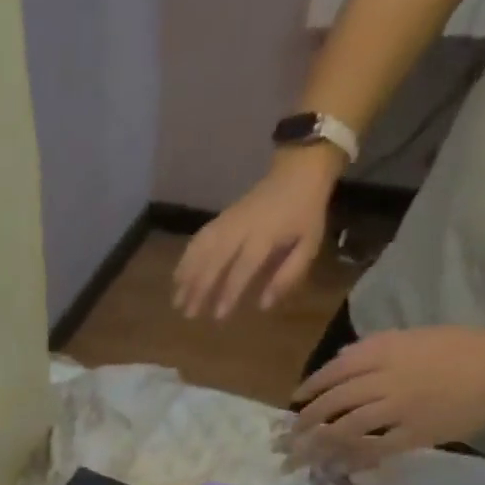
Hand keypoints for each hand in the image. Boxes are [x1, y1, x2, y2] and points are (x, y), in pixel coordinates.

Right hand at [174, 151, 339, 319]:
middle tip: (188, 313)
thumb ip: (288, 274)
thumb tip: (264, 304)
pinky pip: (200, 237)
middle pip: (215, 259)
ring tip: (176, 298)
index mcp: (266, 234)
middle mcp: (242, 227)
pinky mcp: (221, 217)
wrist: (299, 168)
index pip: (243, 267)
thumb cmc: (306, 211)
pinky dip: (186, 256)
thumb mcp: (309, 243)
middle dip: (200, 287)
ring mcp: (228, 220)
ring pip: (202, 248)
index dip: (230, 292)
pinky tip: (178, 275)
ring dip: (187, 274)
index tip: (218, 316)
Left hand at [285, 325, 484, 474]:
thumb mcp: (418, 338)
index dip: (310, 388)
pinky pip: (373, 449)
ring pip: (345, 428)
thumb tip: (340, 362)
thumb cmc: (468, 348)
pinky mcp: (414, 433)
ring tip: (300, 458)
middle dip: (304, 422)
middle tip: (288, 438)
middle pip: (332, 402)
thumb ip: (378, 349)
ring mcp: (399, 407)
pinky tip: (335, 468)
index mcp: (388, 350)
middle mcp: (386, 378)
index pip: (335, 370)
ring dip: (318, 446)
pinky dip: (351, 460)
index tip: (294, 402)